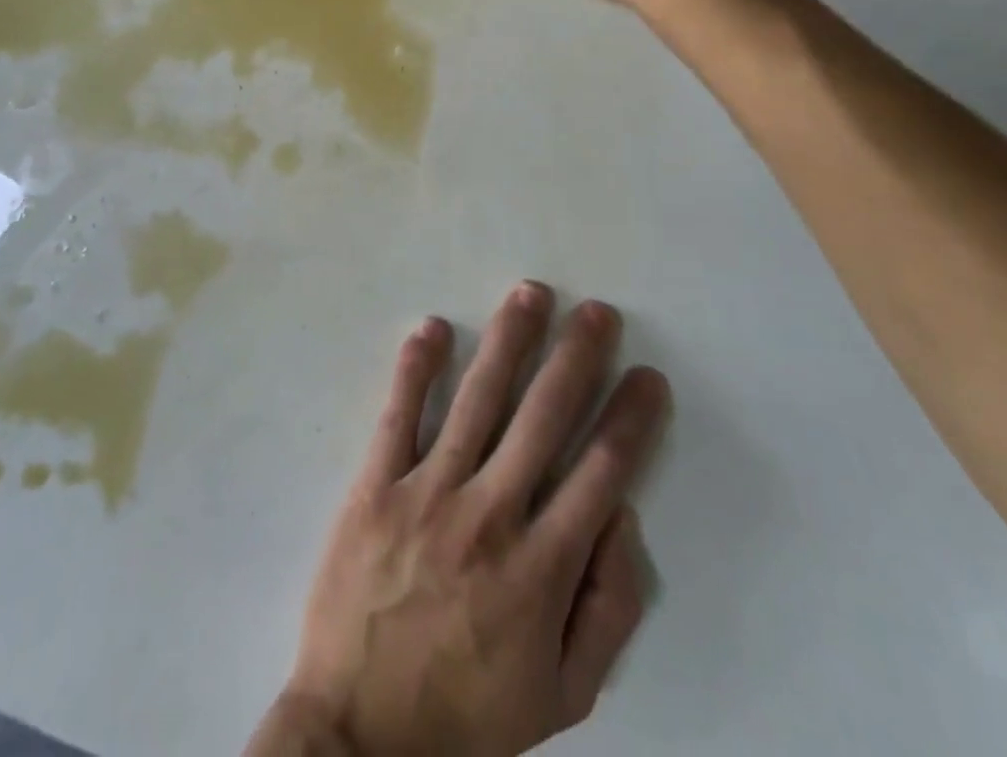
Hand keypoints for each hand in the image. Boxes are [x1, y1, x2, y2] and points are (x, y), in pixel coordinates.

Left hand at [246, 284, 670, 756]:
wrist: (359, 736)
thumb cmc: (468, 716)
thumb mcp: (561, 695)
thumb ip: (606, 609)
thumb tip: (624, 519)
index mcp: (541, 568)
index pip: (601, 472)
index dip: (630, 419)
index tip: (647, 376)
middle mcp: (490, 515)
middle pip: (544, 417)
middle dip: (576, 357)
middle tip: (597, 311)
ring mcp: (427, 493)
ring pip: (477, 400)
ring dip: (508, 341)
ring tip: (531, 293)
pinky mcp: (375, 485)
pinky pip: (398, 415)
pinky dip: (416, 368)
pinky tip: (433, 327)